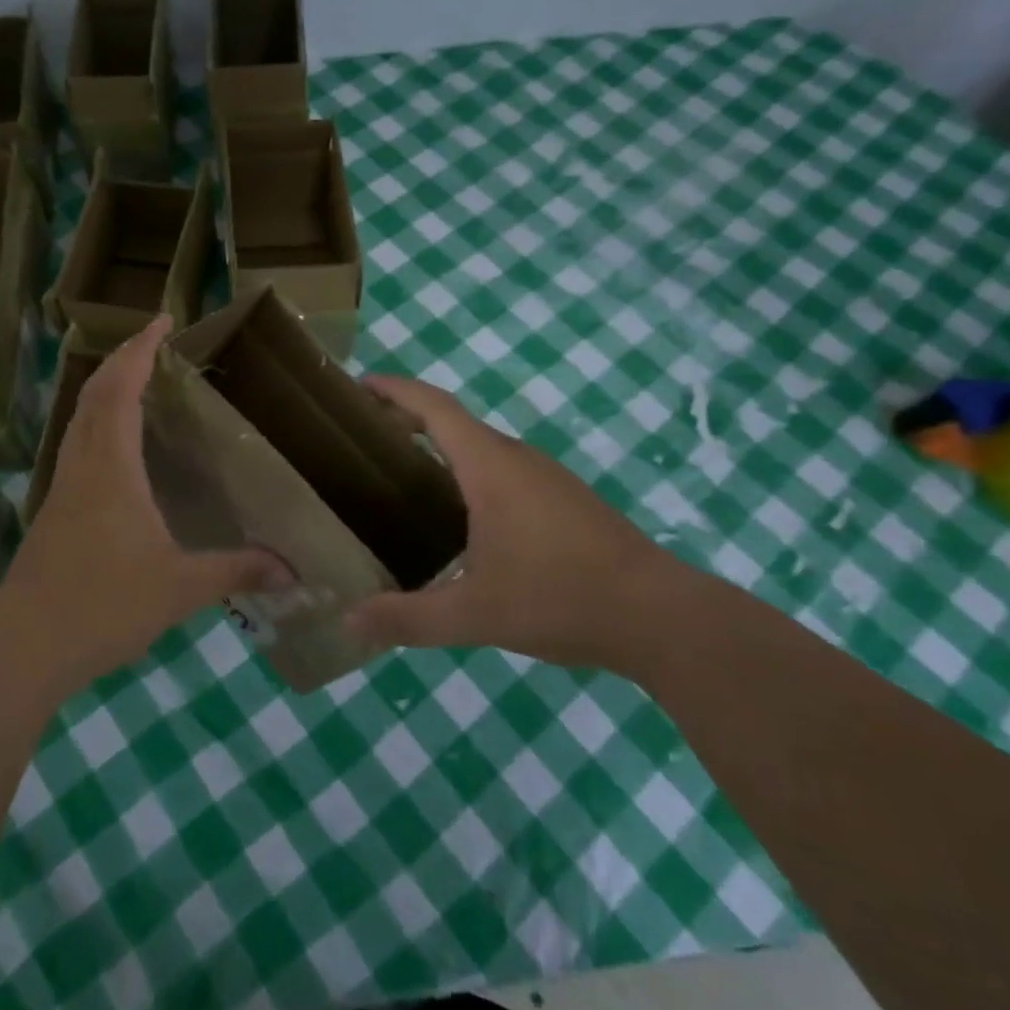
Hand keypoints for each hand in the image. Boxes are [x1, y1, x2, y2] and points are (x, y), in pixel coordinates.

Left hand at [0, 316, 292, 698]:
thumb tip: (293, 570)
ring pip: (79, 418)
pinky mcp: (52, 510)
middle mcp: (81, 464)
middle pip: (94, 393)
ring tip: (138, 382)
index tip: (162, 320)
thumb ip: (237, 571)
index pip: (121, 389)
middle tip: (156, 344)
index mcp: (110, 466)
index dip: (141, 350)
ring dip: (105, 388)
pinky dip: (96, 422)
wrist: (23, 647)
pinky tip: (116, 447)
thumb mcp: (180, 587)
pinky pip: (77, 444)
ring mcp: (61, 487)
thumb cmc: (102, 606)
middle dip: (123, 359)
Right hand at [348, 375, 691, 676]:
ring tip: (400, 477)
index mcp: (490, 467)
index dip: (394, 390)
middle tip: (363, 441)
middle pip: (454, 421)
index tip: (358, 386)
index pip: (434, 406)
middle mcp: (517, 459)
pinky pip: (503, 469)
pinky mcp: (564, 499)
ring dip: (440, 448)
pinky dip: (467, 472)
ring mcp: (546, 477)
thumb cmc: (560, 598)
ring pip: (481, 447)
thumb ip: (408, 618)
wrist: (660, 615)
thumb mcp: (474, 614)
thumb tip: (349, 622)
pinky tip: (459, 517)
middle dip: (407, 420)